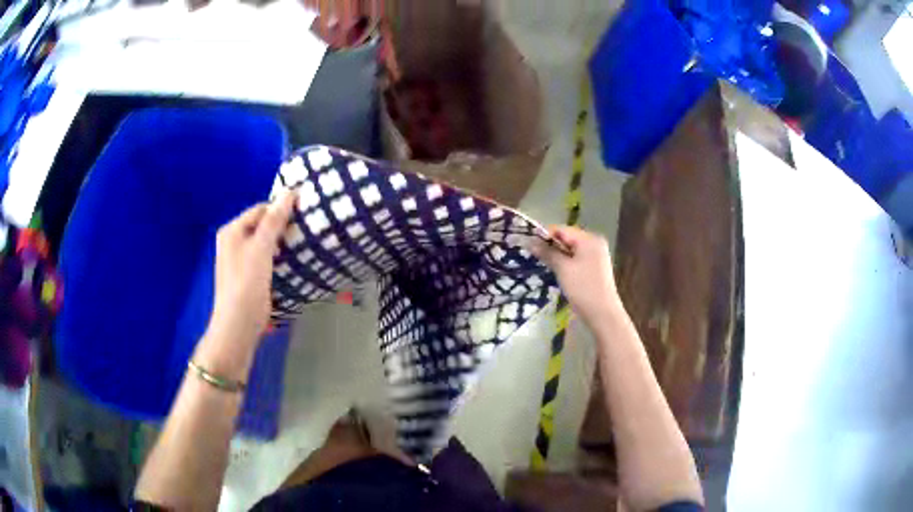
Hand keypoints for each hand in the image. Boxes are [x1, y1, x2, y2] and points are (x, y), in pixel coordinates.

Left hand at [207, 190, 296, 352]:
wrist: (239, 324)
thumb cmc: (247, 283)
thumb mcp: (261, 248)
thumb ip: (274, 220)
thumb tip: (289, 191)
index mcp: (232, 231)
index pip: (260, 209)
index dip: (280, 208)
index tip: (304, 213)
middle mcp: (233, 242)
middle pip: (262, 225)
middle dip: (283, 226)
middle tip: (306, 228)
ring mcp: (240, 260)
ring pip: (266, 242)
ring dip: (282, 242)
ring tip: (304, 243)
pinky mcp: (249, 276)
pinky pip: (266, 258)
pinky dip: (279, 257)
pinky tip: (293, 261)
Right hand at [534, 226, 621, 324]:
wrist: (603, 314)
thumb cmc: (583, 288)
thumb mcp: (563, 269)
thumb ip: (547, 252)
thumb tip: (530, 241)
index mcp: (589, 239)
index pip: (562, 230)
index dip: (545, 236)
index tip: (529, 246)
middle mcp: (595, 243)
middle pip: (567, 239)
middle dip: (551, 246)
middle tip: (534, 256)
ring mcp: (596, 256)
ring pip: (571, 250)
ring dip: (557, 256)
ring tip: (544, 265)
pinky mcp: (595, 268)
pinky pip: (577, 259)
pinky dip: (566, 263)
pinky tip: (557, 272)